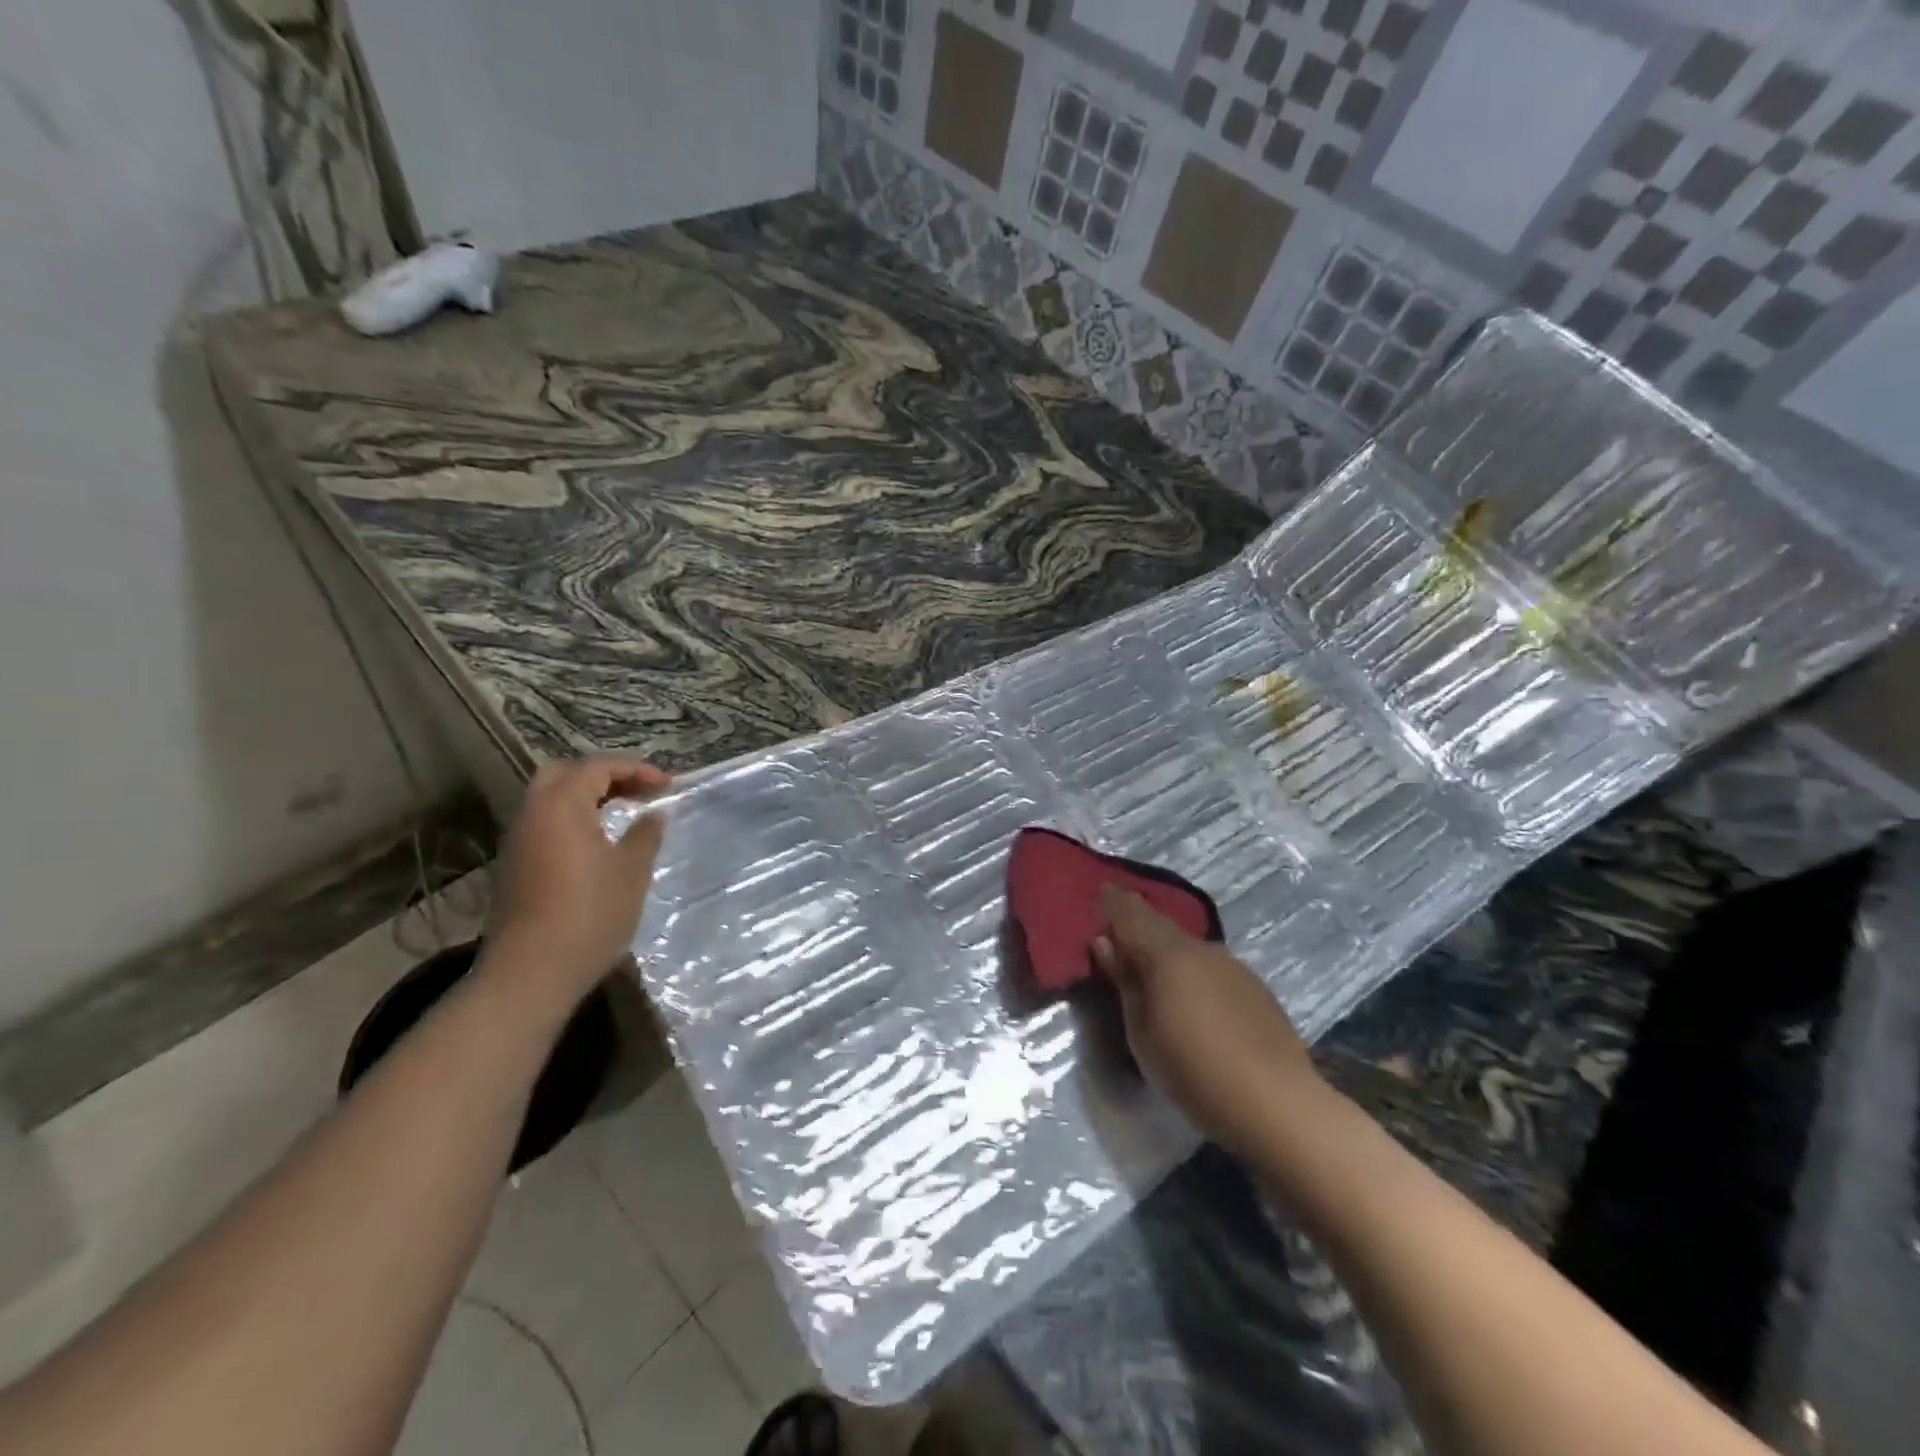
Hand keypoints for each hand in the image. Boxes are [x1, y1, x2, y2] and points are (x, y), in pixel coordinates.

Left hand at [482, 757, 671, 1012]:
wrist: (531, 973)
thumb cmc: (590, 914)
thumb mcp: (632, 870)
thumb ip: (645, 834)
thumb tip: (653, 814)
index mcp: (561, 806)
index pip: (599, 767)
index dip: (636, 770)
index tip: (668, 785)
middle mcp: (533, 814)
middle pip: (564, 774)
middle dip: (604, 776)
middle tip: (638, 792)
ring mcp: (518, 842)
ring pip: (551, 801)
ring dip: (587, 798)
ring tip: (623, 815)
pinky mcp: (515, 867)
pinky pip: (546, 825)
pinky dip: (573, 820)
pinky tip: (598, 843)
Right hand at [1092, 885, 1317, 1152]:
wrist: (1277, 1104)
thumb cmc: (1193, 1072)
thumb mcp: (1142, 1033)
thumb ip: (1124, 983)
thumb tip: (1105, 943)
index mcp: (1167, 954)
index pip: (1132, 912)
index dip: (1113, 901)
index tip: (1098, 895)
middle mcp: (1201, 948)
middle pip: (1161, 927)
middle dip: (1138, 928)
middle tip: (1118, 942)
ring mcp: (1232, 965)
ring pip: (1188, 949)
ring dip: (1167, 955)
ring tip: (1153, 978)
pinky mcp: (1255, 987)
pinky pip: (1211, 968)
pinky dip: (1193, 974)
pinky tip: (1193, 1002)